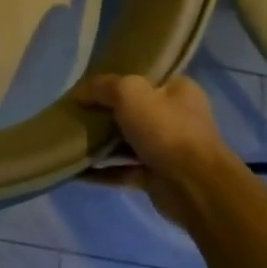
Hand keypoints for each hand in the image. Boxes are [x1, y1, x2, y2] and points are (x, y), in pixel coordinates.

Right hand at [76, 74, 225, 225]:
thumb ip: (102, 87)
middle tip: (76, 112)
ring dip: (101, 143)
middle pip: (133, 111)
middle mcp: (176, 118)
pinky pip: (123, 170)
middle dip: (105, 113)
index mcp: (178, 91)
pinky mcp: (157, 178)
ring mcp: (167, 150)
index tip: (90, 85)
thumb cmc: (166, 130)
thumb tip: (79, 93)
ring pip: (126, 142)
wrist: (196, 189)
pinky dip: (102, 171)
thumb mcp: (129, 93)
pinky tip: (77, 170)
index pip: (145, 78)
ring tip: (70, 139)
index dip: (117, 79)